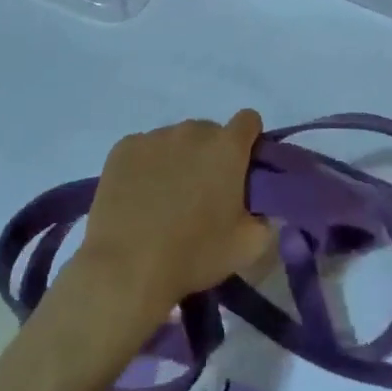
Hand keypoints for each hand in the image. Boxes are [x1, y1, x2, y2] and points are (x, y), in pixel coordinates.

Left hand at [70, 110, 274, 342]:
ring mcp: (154, 137)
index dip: (249, 141)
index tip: (242, 169)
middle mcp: (192, 131)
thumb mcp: (249, 246)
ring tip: (166, 198)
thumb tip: (265, 209)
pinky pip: (144, 148)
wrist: (126, 269)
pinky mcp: (123, 148)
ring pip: (176, 140)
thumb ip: (268, 219)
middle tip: (203, 193)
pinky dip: (147, 165)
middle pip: (210, 132)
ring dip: (179, 159)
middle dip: (211, 155)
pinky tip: (140, 196)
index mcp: (227, 147)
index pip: (249, 120)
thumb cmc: (194, 254)